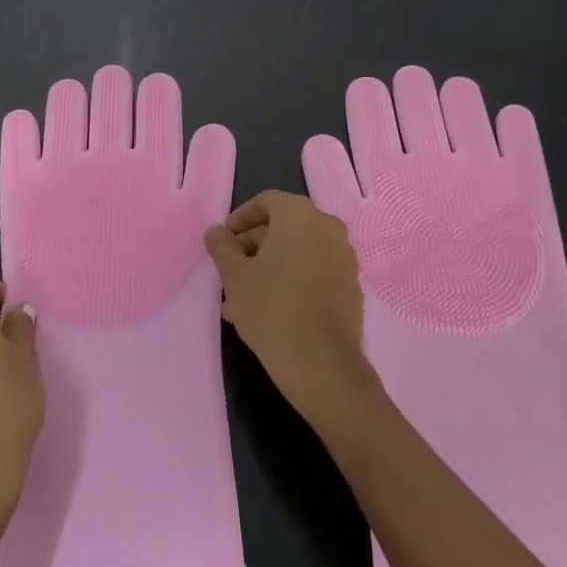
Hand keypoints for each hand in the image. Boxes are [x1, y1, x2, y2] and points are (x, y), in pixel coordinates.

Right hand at [205, 191, 378, 430]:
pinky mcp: (350, 285)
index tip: (222, 242)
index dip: (240, 219)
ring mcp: (344, 257)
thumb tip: (216, 231)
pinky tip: (269, 309)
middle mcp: (328, 227)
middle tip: (229, 272)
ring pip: (297, 252)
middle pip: (283, 226)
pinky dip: (291, 280)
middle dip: (253, 246)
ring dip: (269, 267)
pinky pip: (314, 271)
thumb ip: (222, 246)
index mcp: (301, 215)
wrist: (322, 364)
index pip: (266, 202)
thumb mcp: (235, 276)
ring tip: (241, 298)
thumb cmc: (272, 309)